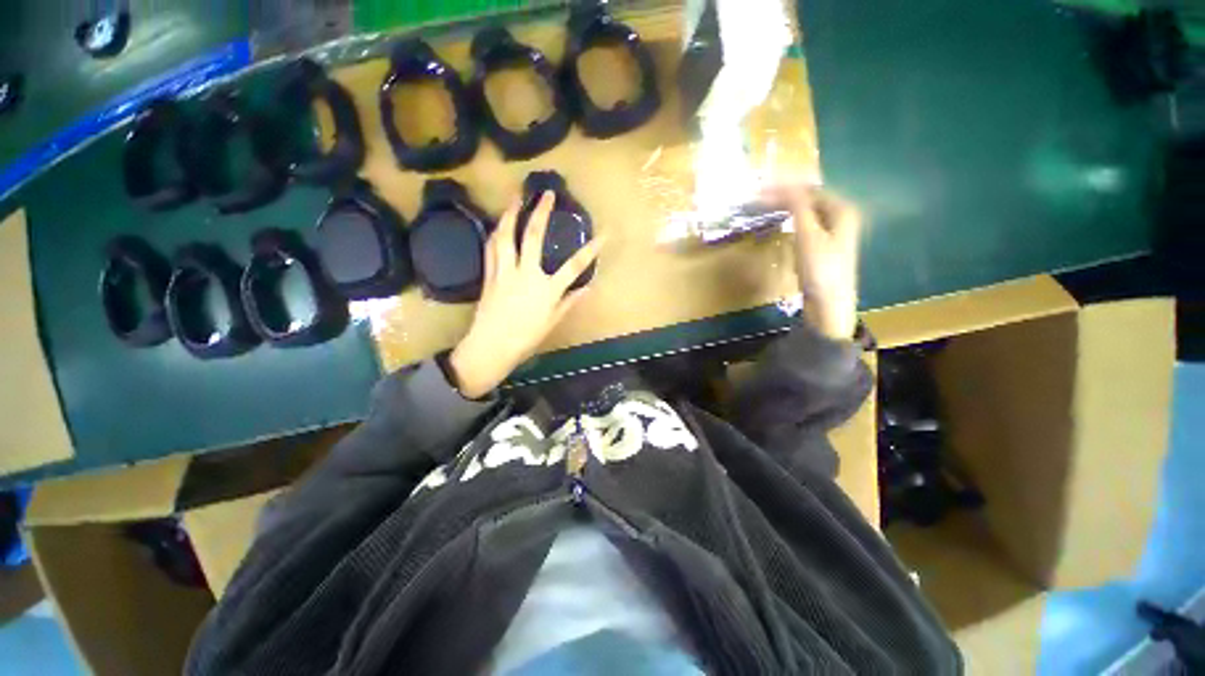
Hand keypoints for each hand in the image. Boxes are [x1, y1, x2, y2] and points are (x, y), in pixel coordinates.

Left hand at [449, 192, 603, 398]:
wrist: (491, 347)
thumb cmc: (525, 338)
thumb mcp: (552, 322)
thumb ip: (569, 302)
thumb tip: (587, 288)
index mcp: (547, 290)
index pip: (574, 266)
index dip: (591, 249)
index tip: (604, 234)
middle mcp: (526, 275)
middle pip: (534, 237)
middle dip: (541, 212)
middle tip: (546, 193)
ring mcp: (505, 272)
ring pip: (506, 236)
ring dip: (511, 213)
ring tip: (515, 197)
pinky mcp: (489, 275)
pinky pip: (491, 248)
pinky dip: (496, 233)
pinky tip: (498, 224)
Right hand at [760, 183, 862, 339]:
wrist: (829, 305)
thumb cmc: (820, 269)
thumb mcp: (807, 236)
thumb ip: (798, 207)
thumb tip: (784, 183)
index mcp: (842, 210)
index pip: (809, 190)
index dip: (784, 188)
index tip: (759, 191)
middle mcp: (841, 217)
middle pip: (809, 199)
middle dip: (784, 196)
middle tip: (758, 199)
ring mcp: (833, 233)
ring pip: (807, 212)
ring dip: (787, 208)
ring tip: (765, 207)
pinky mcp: (824, 247)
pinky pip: (806, 225)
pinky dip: (791, 221)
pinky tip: (781, 224)